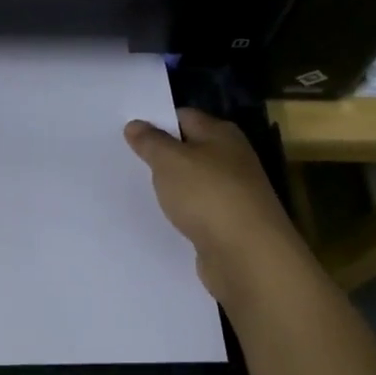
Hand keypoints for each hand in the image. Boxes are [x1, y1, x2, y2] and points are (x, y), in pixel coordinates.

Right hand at [124, 108, 321, 314]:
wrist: (249, 257)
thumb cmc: (208, 195)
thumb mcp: (170, 161)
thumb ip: (150, 142)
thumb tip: (135, 124)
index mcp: (222, 134)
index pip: (184, 117)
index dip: (156, 122)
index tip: (128, 133)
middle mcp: (232, 159)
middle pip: (190, 149)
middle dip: (161, 155)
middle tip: (125, 160)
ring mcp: (234, 193)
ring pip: (194, 182)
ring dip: (172, 187)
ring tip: (137, 189)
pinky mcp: (230, 225)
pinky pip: (199, 210)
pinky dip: (183, 213)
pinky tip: (163, 218)